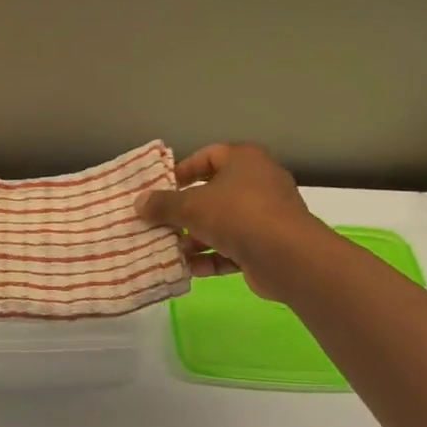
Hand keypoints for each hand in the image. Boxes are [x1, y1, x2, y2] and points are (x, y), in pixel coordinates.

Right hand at [137, 143, 328, 300]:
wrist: (287, 256)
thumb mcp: (191, 206)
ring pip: (222, 224)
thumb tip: (139, 203)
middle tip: (160, 223)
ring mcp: (265, 215)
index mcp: (244, 160)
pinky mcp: (267, 245)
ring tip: (171, 250)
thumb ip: (163, 204)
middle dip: (185, 212)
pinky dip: (213, 257)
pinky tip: (190, 269)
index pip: (208, 156)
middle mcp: (258, 183)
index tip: (160, 189)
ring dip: (196, 238)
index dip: (182, 171)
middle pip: (213, 193)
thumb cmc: (237, 215)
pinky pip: (234, 248)